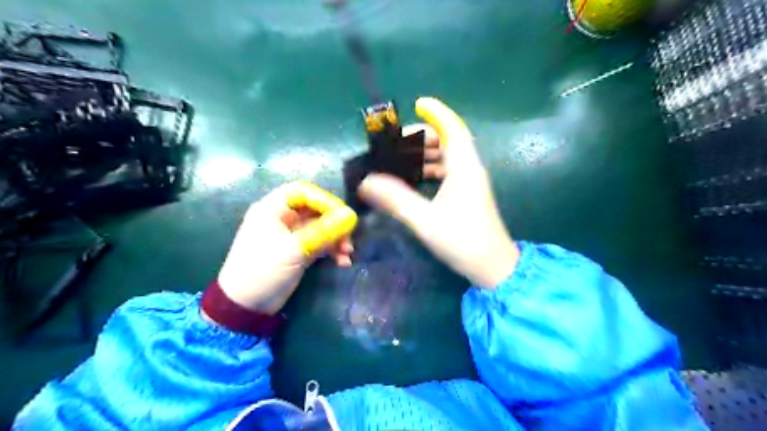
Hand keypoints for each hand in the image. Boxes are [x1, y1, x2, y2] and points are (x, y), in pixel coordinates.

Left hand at [216, 180, 358, 313]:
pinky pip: (319, 243)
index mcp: (272, 210)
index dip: (324, 199)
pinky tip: (342, 262)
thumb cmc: (263, 271)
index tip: (342, 214)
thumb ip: (324, 231)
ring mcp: (291, 236)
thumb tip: (351, 216)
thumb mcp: (295, 249)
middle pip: (315, 210)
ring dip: (336, 238)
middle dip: (334, 222)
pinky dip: (331, 250)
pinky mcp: (298, 251)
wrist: (245, 307)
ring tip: (347, 254)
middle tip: (349, 237)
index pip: (302, 192)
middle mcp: (282, 218)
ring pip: (320, 228)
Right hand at [359, 96, 520, 287]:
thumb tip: (367, 182)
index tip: (419, 104)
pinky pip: (449, 172)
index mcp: (464, 168)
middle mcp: (470, 170)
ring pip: (449, 158)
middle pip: (449, 141)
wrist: (493, 267)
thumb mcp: (425, 220)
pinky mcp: (468, 196)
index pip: (453, 129)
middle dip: (425, 136)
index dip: (438, 113)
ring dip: (427, 154)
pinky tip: (415, 179)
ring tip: (402, 158)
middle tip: (399, 140)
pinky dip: (432, 170)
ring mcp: (471, 184)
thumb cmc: (463, 241)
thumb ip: (395, 199)